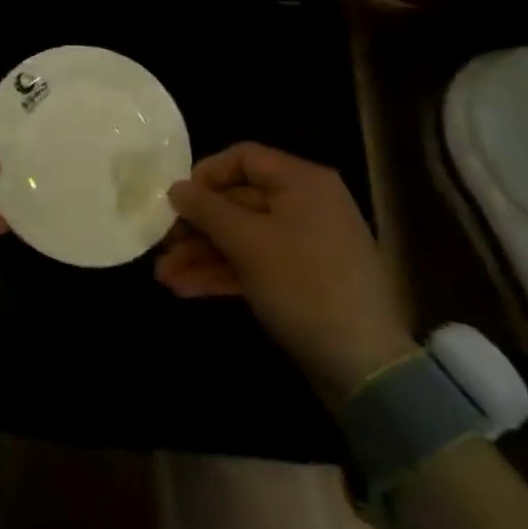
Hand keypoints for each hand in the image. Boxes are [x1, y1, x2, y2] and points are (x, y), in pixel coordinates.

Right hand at [156, 143, 416, 404]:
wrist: (366, 370)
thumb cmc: (304, 286)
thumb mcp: (248, 243)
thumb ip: (206, 210)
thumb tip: (175, 188)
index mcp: (302, 182)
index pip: (244, 158)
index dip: (206, 174)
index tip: (176, 199)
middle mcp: (305, 205)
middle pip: (238, 201)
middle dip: (197, 225)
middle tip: (161, 243)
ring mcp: (305, 245)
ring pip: (242, 237)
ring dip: (202, 254)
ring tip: (164, 275)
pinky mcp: (301, 282)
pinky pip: (255, 264)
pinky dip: (223, 273)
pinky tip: (185, 288)